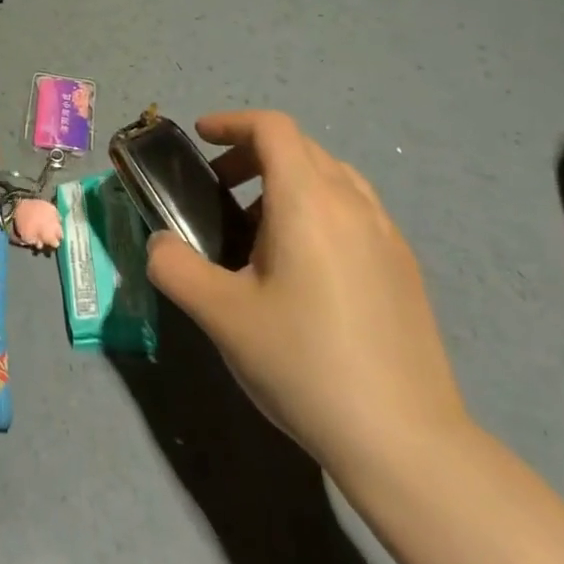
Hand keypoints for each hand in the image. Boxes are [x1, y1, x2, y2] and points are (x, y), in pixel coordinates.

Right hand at [145, 110, 468, 472]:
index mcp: (308, 201)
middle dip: (253, 153)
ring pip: (332, 176)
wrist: (405, 440)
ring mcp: (387, 235)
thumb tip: (159, 243)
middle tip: (219, 187)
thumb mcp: (221, 316)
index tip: (201, 138)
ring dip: (288, 180)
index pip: (273, 129)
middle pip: (301, 147)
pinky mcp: (404, 267)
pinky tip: (304, 265)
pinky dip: (318, 208)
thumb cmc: (304, 364)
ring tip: (258, 227)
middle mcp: (353, 204)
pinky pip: (355, 209)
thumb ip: (175, 267)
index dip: (232, 122)